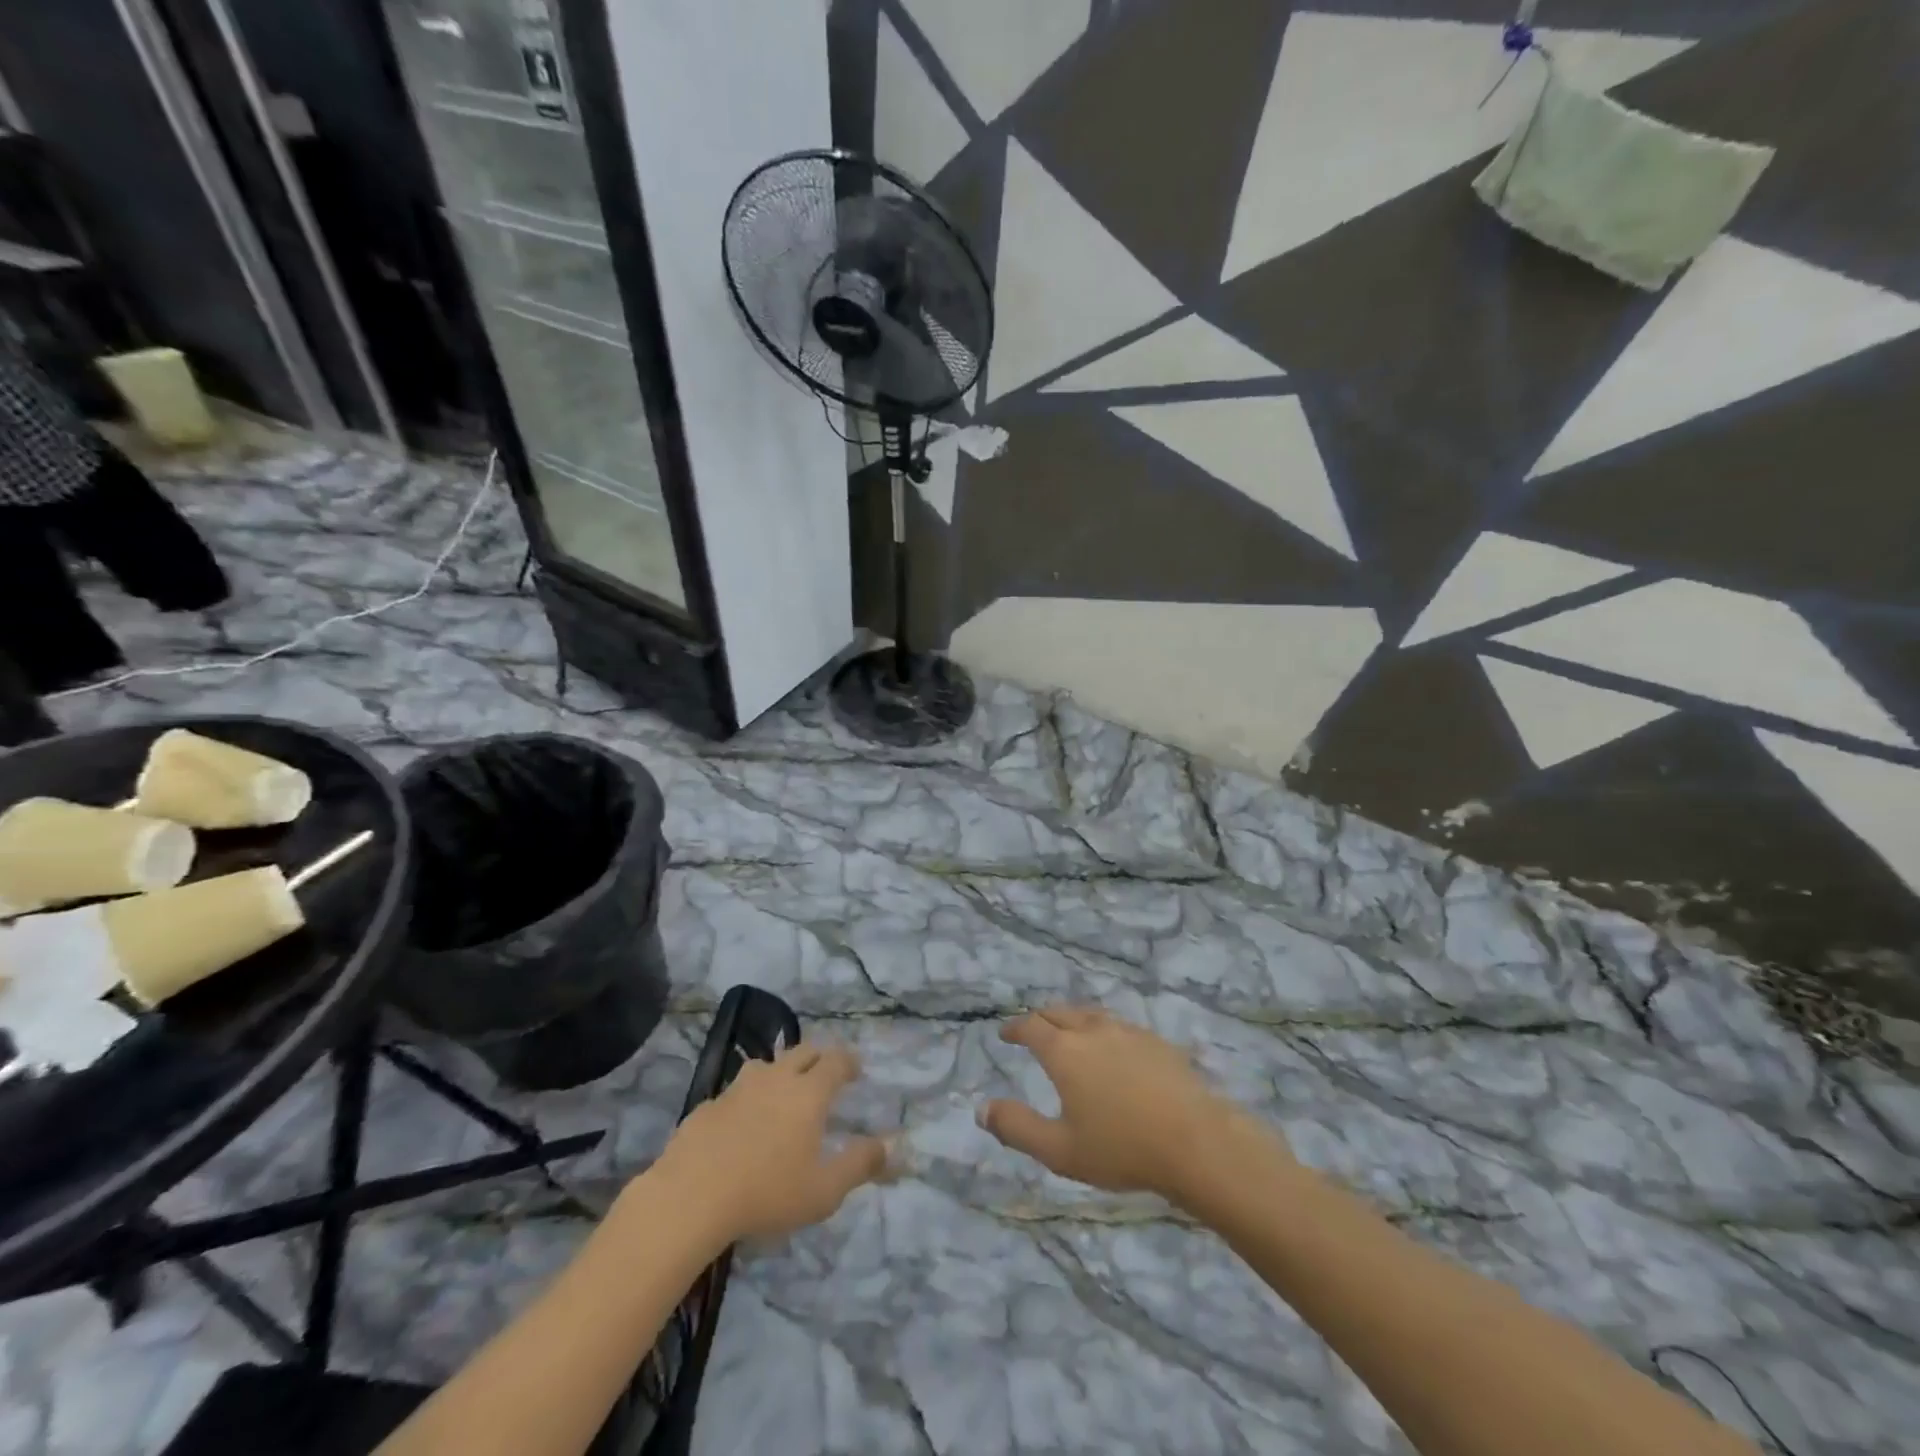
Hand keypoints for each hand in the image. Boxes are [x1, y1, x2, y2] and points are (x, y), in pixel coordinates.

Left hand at [652, 1043, 886, 1241]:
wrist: (689, 1198)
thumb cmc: (766, 1193)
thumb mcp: (824, 1190)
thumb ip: (859, 1165)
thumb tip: (889, 1146)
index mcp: (808, 1092)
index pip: (836, 1061)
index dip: (849, 1062)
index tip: (856, 1070)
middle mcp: (776, 1079)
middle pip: (803, 1052)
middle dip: (819, 1057)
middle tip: (826, 1073)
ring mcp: (738, 1089)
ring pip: (767, 1065)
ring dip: (782, 1071)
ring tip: (784, 1091)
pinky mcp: (708, 1105)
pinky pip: (736, 1091)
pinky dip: (748, 1097)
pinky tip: (743, 1122)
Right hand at [981, 1006, 1286, 1202]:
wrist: (1195, 1141)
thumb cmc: (1121, 1148)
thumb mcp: (1059, 1150)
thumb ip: (1017, 1128)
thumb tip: (981, 1109)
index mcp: (1064, 1051)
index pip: (1030, 1027)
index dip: (1014, 1028)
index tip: (1005, 1033)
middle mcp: (1092, 1030)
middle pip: (1059, 1012)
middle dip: (1040, 1018)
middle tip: (1032, 1028)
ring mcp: (1127, 1031)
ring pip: (1090, 1014)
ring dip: (1072, 1018)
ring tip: (1069, 1031)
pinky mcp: (1155, 1041)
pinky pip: (1118, 1025)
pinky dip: (1102, 1029)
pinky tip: (1112, 1046)